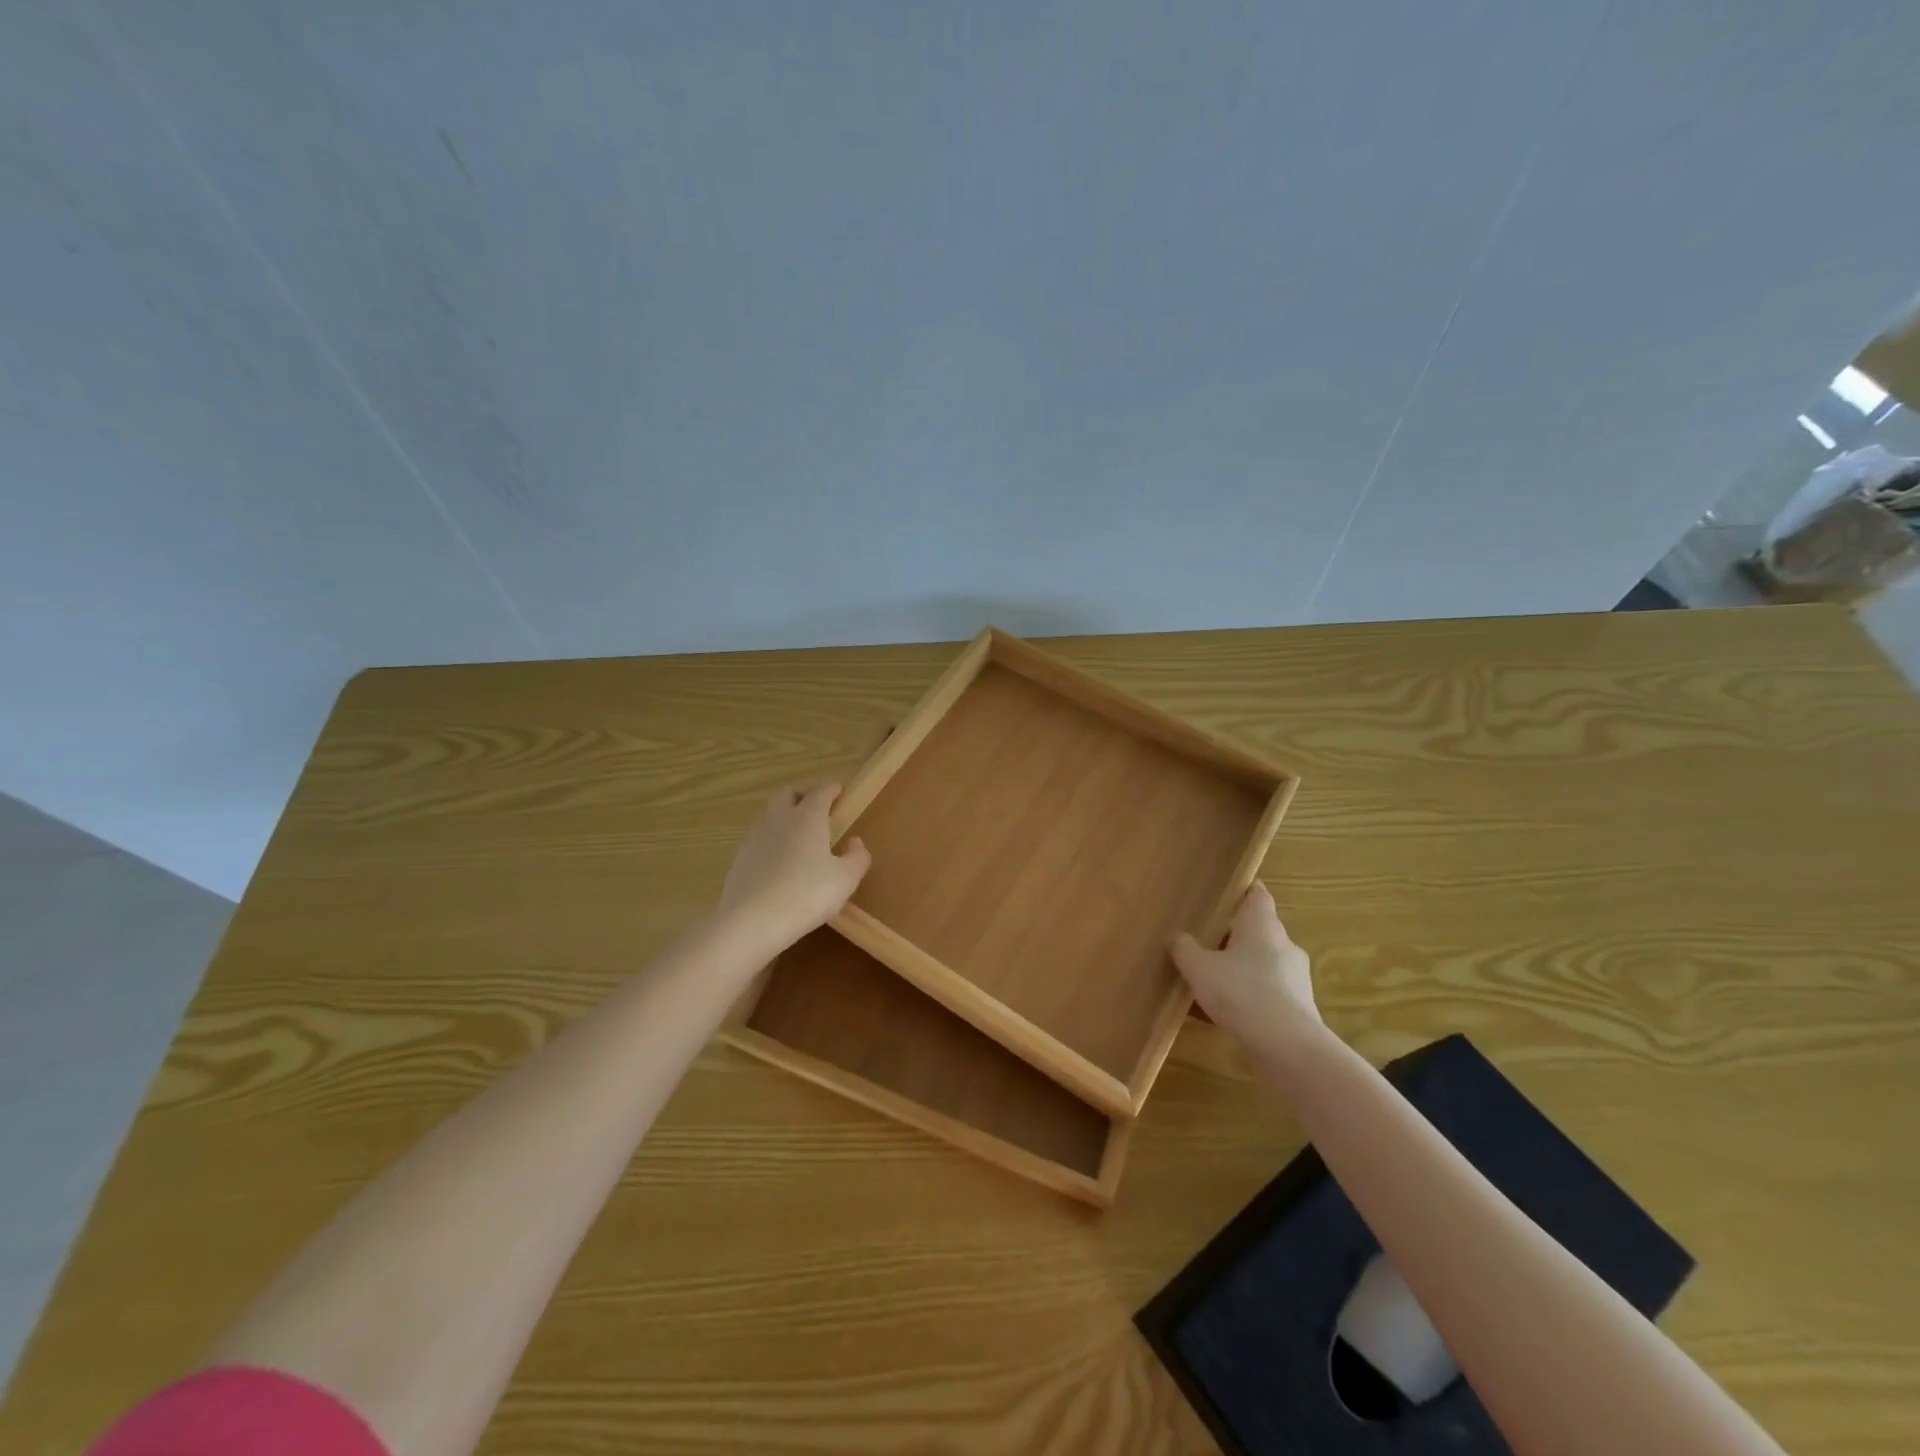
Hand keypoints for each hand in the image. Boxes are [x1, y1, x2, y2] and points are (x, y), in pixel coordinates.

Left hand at [720, 784, 871, 945]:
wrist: (752, 921)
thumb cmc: (807, 894)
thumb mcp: (846, 879)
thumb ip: (857, 857)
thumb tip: (855, 842)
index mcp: (808, 817)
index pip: (821, 792)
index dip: (832, 789)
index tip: (840, 791)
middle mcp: (779, 818)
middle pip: (787, 793)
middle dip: (802, 795)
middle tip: (816, 808)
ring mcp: (754, 837)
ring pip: (769, 815)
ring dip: (784, 817)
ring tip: (798, 837)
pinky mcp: (739, 859)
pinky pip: (758, 839)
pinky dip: (771, 841)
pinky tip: (779, 862)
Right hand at [1171, 883, 1321, 1057]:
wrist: (1288, 1046)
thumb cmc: (1241, 992)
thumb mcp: (1199, 968)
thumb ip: (1185, 948)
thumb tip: (1178, 937)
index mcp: (1261, 924)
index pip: (1258, 895)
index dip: (1245, 891)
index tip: (1230, 892)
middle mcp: (1284, 943)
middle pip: (1261, 928)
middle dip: (1238, 933)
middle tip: (1210, 938)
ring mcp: (1296, 975)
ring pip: (1266, 960)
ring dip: (1245, 965)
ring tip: (1217, 977)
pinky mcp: (1301, 1005)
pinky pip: (1272, 989)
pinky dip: (1254, 992)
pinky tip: (1233, 1009)